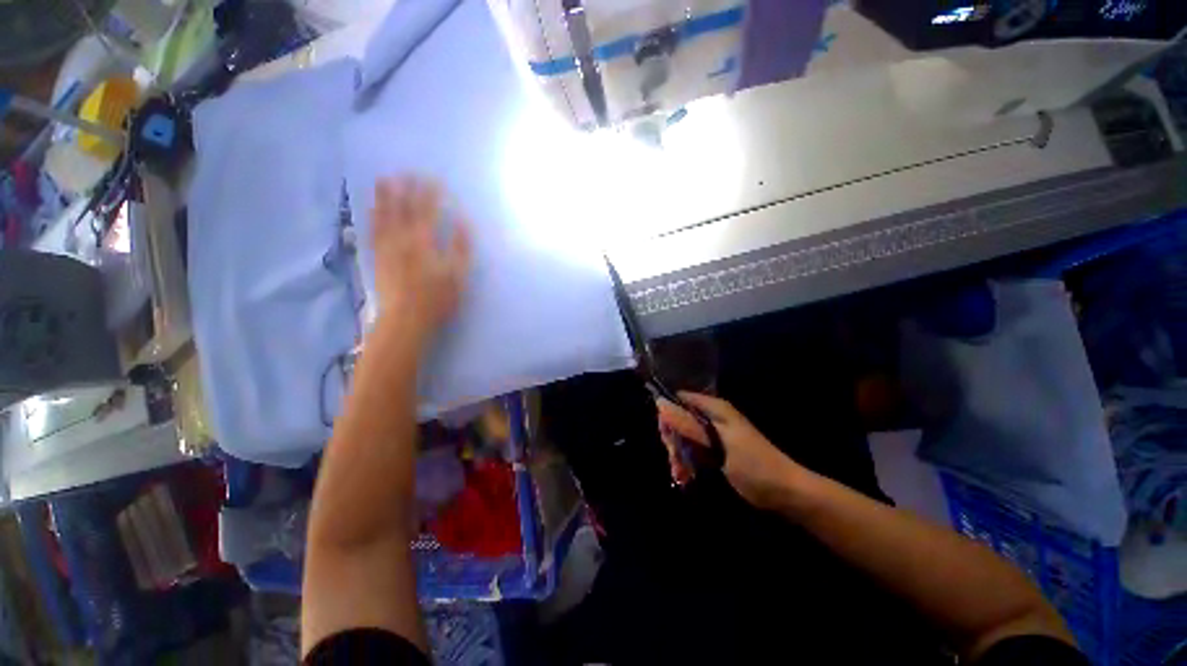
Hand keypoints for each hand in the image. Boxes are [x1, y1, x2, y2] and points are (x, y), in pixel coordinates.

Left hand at [370, 176, 470, 345]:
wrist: (406, 318)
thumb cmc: (438, 299)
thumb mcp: (458, 275)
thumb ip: (460, 248)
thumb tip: (461, 223)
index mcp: (425, 242)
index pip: (428, 211)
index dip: (430, 194)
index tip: (434, 179)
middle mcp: (403, 238)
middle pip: (405, 208)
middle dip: (408, 189)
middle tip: (409, 172)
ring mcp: (387, 246)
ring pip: (385, 215)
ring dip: (386, 196)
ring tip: (385, 179)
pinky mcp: (378, 256)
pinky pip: (373, 230)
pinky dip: (373, 216)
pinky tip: (372, 208)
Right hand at [657, 392, 802, 509]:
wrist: (784, 492)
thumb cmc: (754, 465)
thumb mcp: (718, 445)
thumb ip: (688, 425)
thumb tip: (659, 403)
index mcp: (714, 409)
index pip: (680, 399)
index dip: (668, 413)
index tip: (665, 435)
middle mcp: (712, 417)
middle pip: (679, 420)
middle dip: (673, 440)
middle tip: (674, 460)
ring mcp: (713, 435)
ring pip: (684, 438)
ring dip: (678, 455)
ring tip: (680, 474)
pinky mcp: (715, 451)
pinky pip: (692, 451)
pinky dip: (686, 462)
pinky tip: (684, 477)